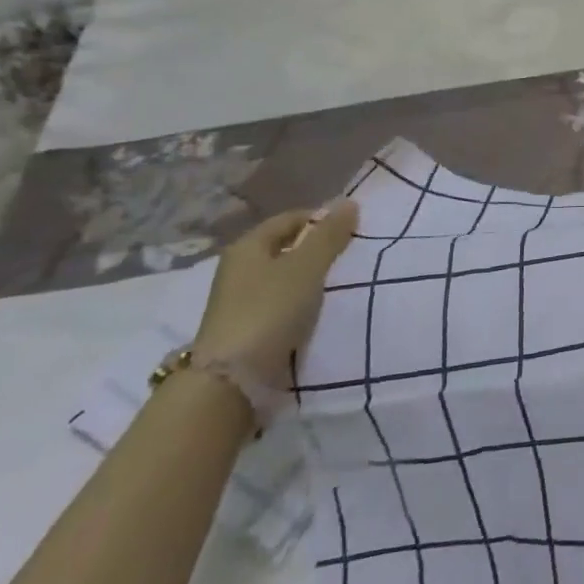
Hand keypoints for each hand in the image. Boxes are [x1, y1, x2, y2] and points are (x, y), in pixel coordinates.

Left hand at [193, 202, 359, 390]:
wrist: (230, 381)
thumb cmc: (269, 311)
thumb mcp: (306, 268)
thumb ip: (329, 235)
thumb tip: (349, 202)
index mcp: (248, 246)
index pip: (291, 218)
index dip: (323, 219)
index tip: (353, 231)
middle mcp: (239, 268)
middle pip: (287, 247)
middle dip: (319, 249)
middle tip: (351, 256)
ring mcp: (240, 300)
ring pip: (285, 276)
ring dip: (311, 277)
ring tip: (342, 284)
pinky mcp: (247, 327)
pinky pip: (282, 302)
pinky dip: (302, 301)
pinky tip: (321, 310)